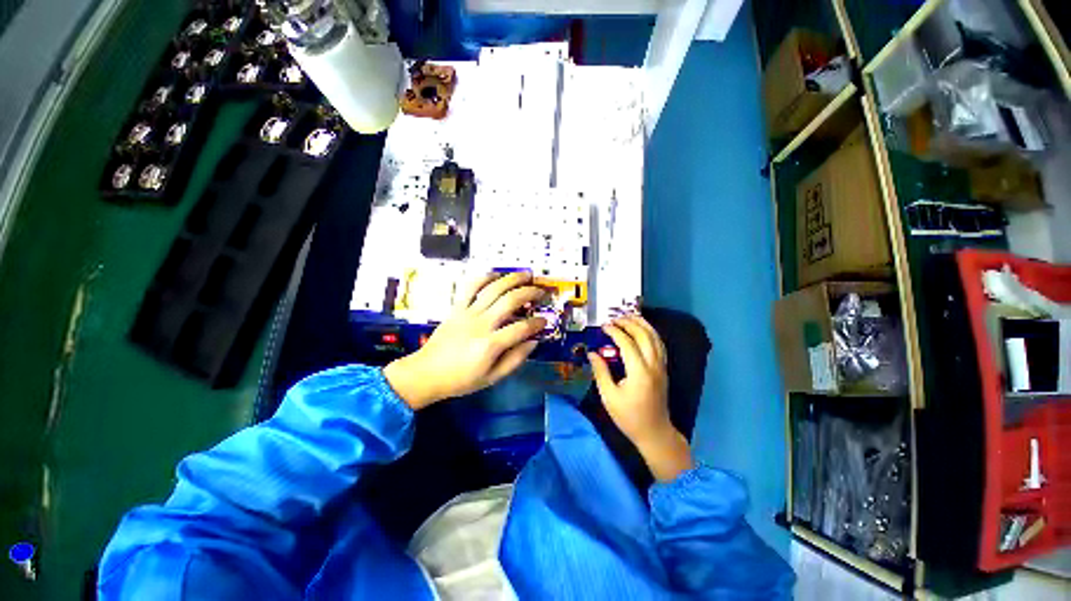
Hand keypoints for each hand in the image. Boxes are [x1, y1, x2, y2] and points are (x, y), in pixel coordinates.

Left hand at [384, 272, 546, 409]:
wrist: (426, 373)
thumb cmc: (461, 379)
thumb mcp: (492, 378)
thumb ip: (515, 360)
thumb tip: (533, 342)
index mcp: (490, 345)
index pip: (521, 328)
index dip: (537, 323)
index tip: (545, 321)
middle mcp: (481, 324)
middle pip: (510, 301)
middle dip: (529, 293)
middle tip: (541, 292)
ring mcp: (467, 313)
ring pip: (493, 289)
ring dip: (512, 279)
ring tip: (526, 275)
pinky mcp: (456, 308)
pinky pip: (471, 287)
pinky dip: (484, 277)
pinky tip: (496, 274)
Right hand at [588, 315, 692, 481]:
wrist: (654, 432)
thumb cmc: (629, 417)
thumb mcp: (609, 396)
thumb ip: (601, 372)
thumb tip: (592, 354)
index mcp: (639, 372)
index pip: (627, 343)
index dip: (615, 331)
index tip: (604, 326)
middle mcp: (653, 365)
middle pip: (644, 335)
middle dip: (630, 323)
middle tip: (615, 317)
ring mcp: (661, 367)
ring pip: (655, 338)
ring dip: (643, 325)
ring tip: (629, 316)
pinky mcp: (663, 369)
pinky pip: (659, 345)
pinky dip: (651, 333)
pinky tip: (642, 330)